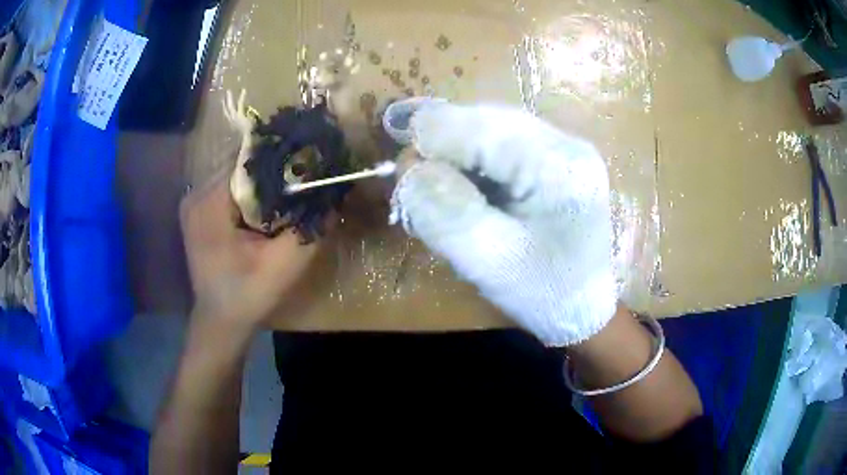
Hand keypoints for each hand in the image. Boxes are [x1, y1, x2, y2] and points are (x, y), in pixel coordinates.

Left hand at [180, 173, 321, 329]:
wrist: (220, 323)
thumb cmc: (248, 296)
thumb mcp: (284, 265)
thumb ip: (309, 227)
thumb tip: (334, 193)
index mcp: (211, 202)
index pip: (251, 160)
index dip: (283, 160)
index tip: (310, 166)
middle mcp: (197, 194)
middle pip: (243, 166)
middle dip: (275, 172)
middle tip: (304, 181)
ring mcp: (195, 203)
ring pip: (238, 177)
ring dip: (264, 184)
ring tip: (289, 194)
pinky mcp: (199, 213)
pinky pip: (230, 191)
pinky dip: (251, 195)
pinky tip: (267, 209)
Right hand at [390, 101, 616, 345]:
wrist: (585, 306)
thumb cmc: (545, 294)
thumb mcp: (489, 263)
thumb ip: (445, 212)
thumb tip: (409, 166)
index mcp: (559, 166)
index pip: (476, 127)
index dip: (427, 144)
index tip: (402, 181)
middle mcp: (564, 141)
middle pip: (481, 120)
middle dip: (440, 150)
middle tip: (417, 191)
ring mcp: (561, 146)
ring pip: (486, 128)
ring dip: (453, 156)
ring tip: (440, 194)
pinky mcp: (552, 157)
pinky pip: (497, 144)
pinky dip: (470, 163)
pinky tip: (465, 192)